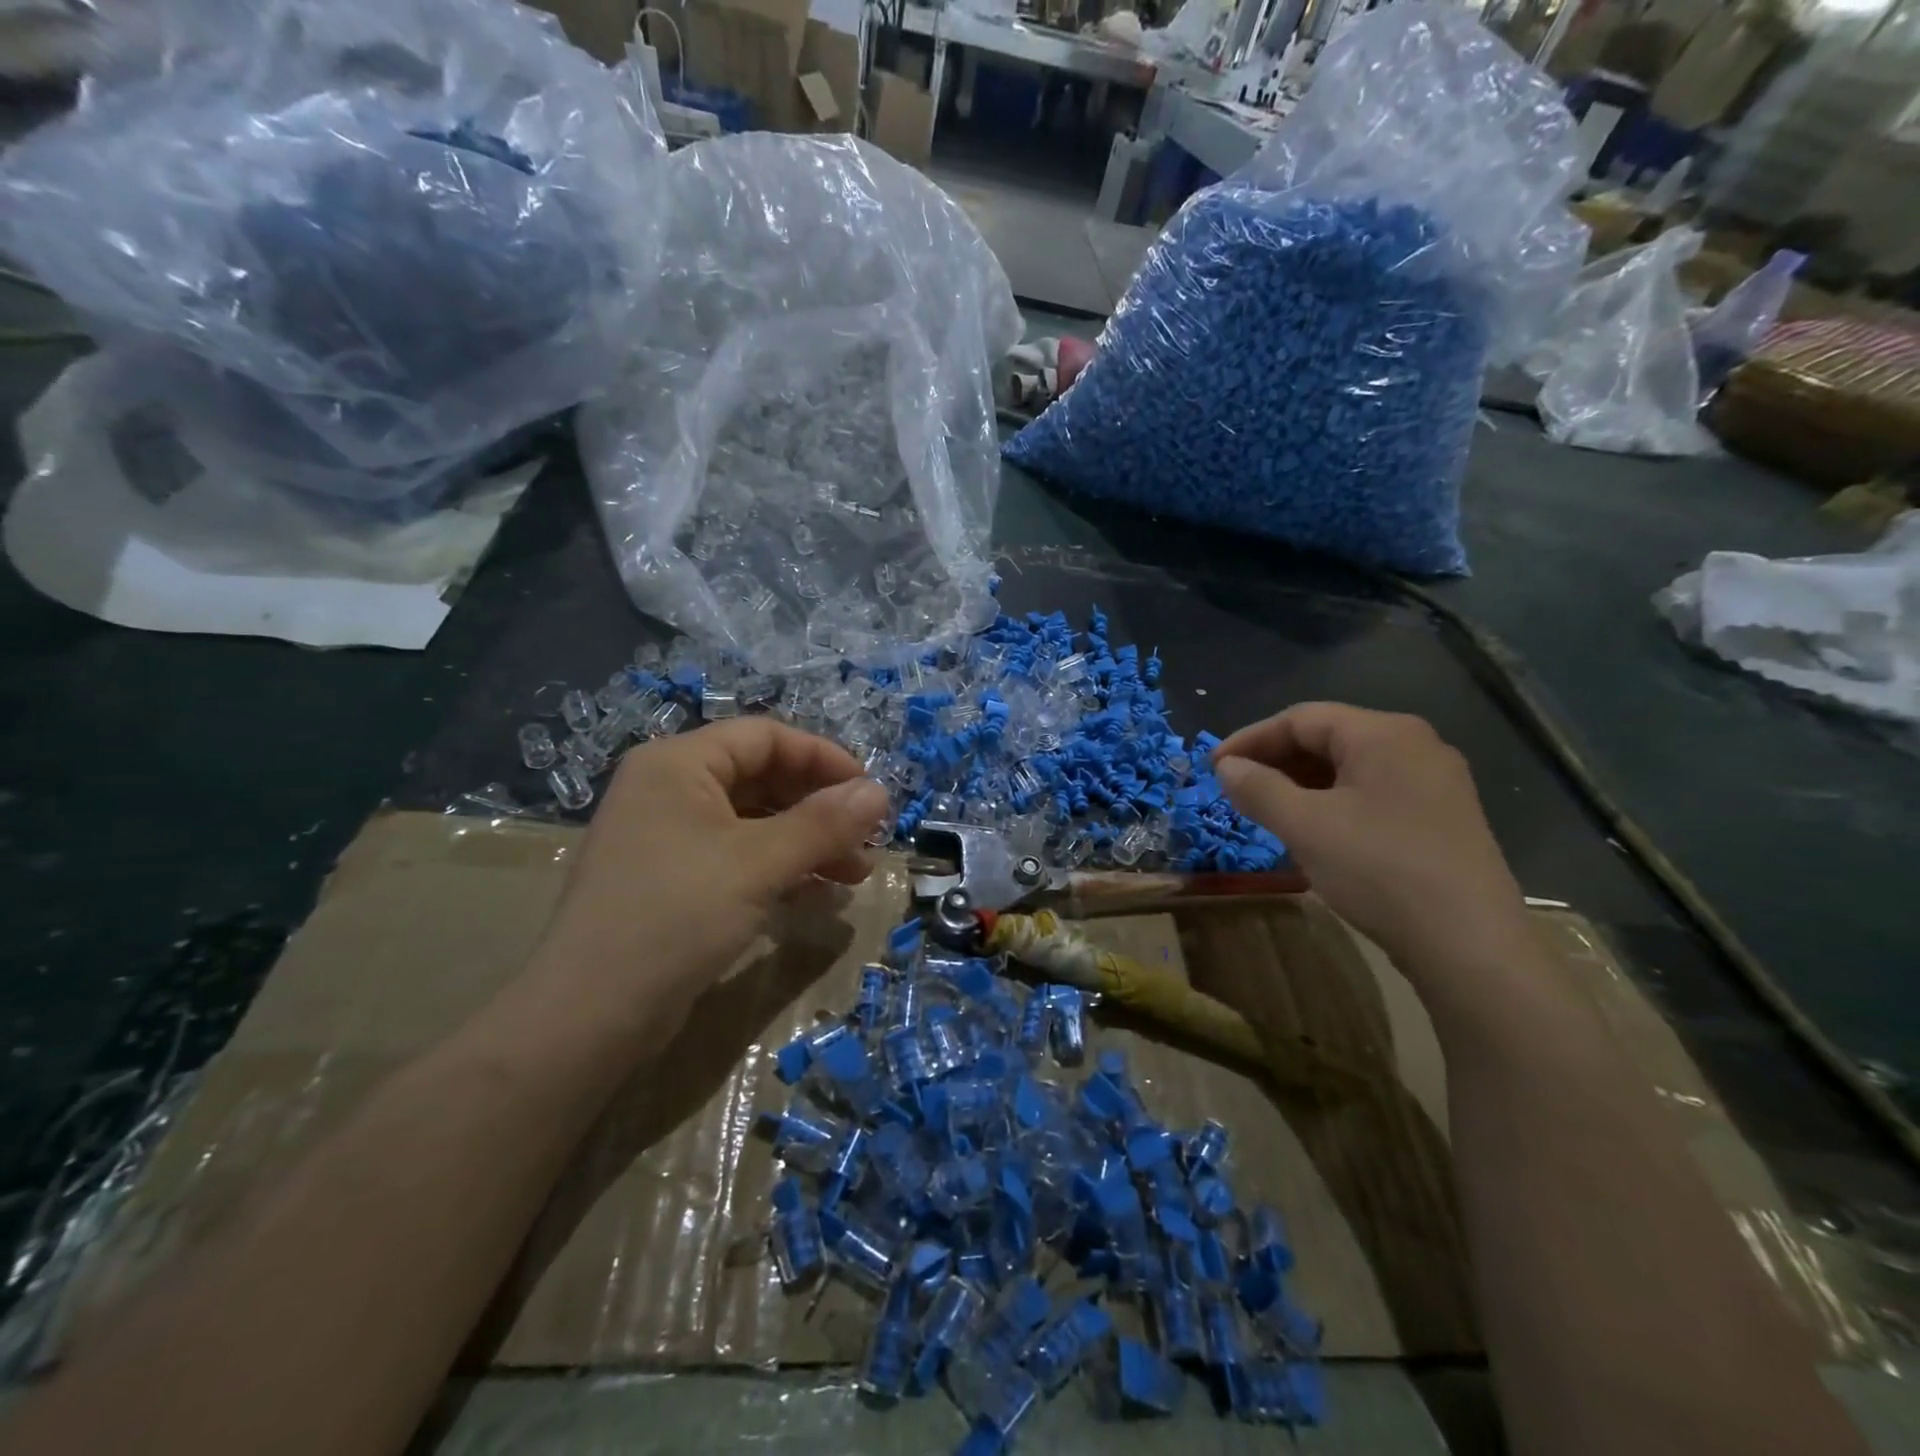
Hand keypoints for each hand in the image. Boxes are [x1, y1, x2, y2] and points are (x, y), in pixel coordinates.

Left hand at [527, 720, 889, 1035]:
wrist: (588, 1016)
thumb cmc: (675, 916)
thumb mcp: (758, 863)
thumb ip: (823, 824)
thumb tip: (879, 792)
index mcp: (678, 764)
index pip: (765, 737)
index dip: (824, 759)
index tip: (870, 793)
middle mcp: (669, 790)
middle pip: (762, 778)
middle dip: (820, 808)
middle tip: (867, 841)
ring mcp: (668, 837)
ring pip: (754, 823)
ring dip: (808, 843)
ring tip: (854, 875)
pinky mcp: (672, 881)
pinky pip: (738, 858)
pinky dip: (780, 870)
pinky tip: (818, 896)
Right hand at [1213, 704, 1536, 988]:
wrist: (1470, 946)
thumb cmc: (1380, 870)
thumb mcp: (1305, 826)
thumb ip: (1258, 788)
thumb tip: (1227, 767)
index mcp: (1384, 733)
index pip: (1301, 718)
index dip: (1250, 739)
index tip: (1213, 767)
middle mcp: (1415, 745)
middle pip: (1328, 738)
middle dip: (1275, 761)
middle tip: (1236, 790)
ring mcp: (1434, 783)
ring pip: (1349, 768)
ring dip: (1300, 784)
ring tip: (1266, 811)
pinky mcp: (1441, 818)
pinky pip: (1372, 794)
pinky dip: (1331, 803)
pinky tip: (1313, 832)